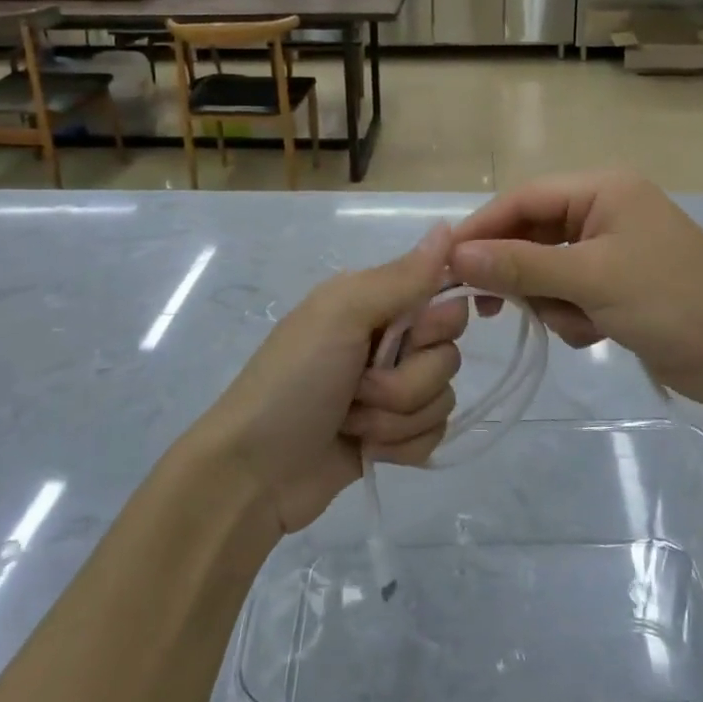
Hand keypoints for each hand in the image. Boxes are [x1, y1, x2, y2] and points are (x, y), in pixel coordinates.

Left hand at [197, 226, 467, 534]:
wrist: (254, 474)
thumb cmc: (292, 382)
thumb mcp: (341, 315)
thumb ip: (400, 278)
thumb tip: (447, 227)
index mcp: (374, 302)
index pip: (444, 297)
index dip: (436, 323)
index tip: (408, 337)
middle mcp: (387, 340)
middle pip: (448, 353)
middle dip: (408, 380)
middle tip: (360, 386)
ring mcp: (391, 391)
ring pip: (443, 397)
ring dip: (396, 417)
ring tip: (351, 421)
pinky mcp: (394, 435)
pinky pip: (435, 434)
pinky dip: (401, 447)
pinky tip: (365, 448)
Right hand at [447, 171, 702, 416]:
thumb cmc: (671, 302)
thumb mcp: (590, 280)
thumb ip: (520, 267)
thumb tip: (455, 257)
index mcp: (602, 189)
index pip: (523, 199)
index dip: (482, 229)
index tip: (446, 265)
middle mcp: (603, 210)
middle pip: (532, 234)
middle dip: (520, 274)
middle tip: (491, 309)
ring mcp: (611, 248)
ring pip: (546, 269)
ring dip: (551, 301)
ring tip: (578, 324)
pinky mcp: (617, 283)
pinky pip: (568, 292)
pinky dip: (572, 315)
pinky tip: (597, 333)